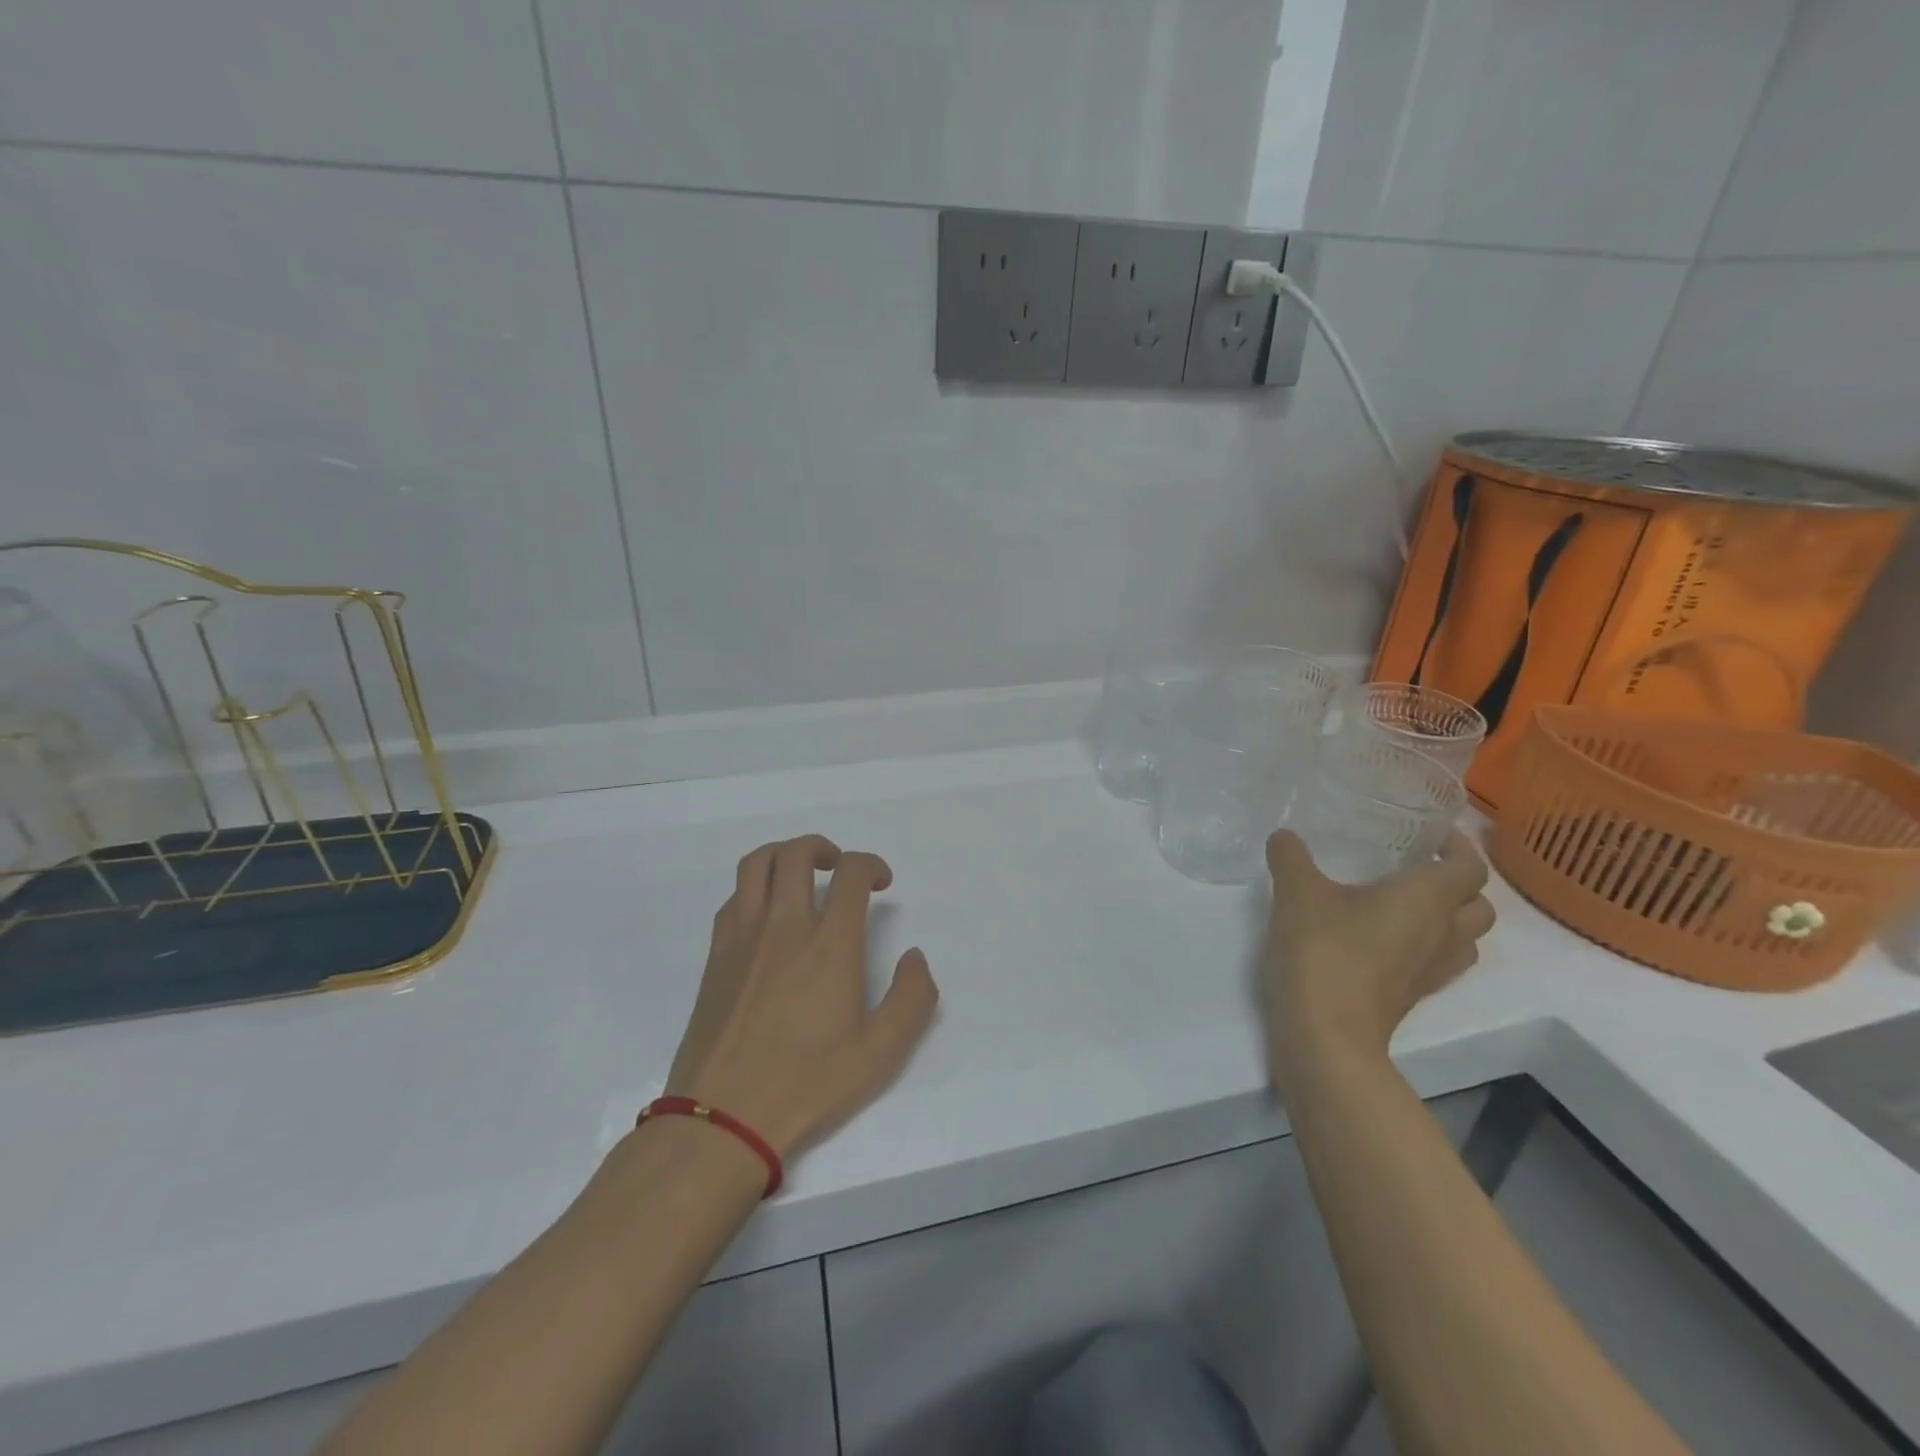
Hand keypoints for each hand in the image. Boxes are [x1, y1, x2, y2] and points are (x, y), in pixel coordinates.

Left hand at [665, 835, 939, 1158]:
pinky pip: (734, 897)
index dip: (871, 864)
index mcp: (829, 944)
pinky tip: (767, 913)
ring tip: (801, 873)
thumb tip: (914, 957)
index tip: (881, 882)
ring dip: (784, 854)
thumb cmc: (808, 1083)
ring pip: (757, 864)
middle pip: (797, 854)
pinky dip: (755, 886)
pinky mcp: (716, 955)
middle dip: (824, 848)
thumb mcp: (881, 1052)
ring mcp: (743, 937)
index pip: (850, 873)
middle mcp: (784, 926)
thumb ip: (912, 998)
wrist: (724, 1117)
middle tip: (839, 867)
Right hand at [1260, 828, 1493, 1085]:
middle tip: (1418, 866)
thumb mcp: (1297, 892)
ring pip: (1464, 937)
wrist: (1325, 1034)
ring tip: (1404, 902)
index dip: (1459, 846)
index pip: (1470, 866)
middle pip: (1478, 905)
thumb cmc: (1323, 951)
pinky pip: (1436, 961)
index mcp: (1427, 899)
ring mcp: (1431, 970)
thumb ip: (1291, 857)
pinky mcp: (1411, 996)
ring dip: (1448, 917)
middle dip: (1458, 883)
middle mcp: (1443, 933)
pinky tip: (1382, 937)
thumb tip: (1284, 836)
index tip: (1430, 833)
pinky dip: (1424, 944)